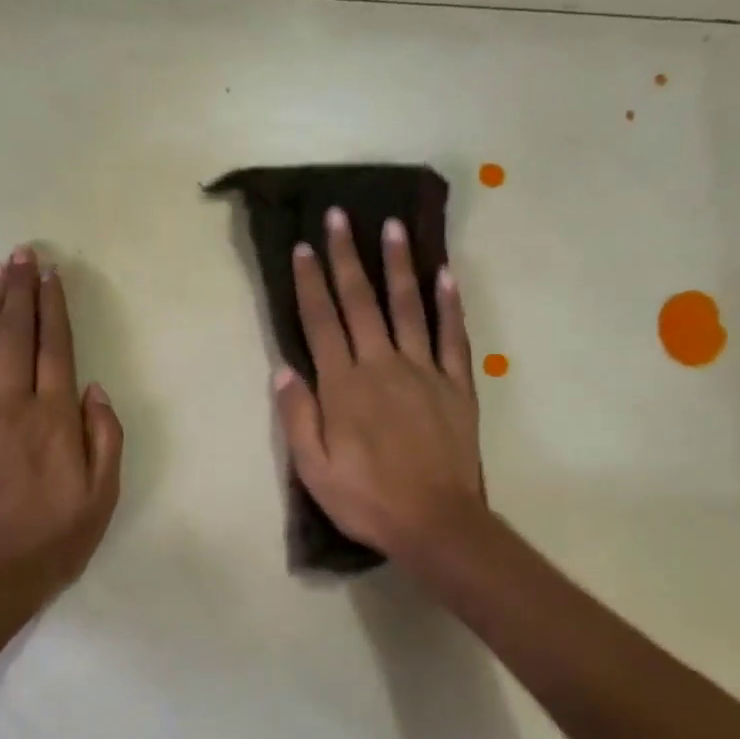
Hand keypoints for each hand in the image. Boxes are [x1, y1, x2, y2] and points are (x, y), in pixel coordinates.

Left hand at [0, 246, 123, 595]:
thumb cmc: (56, 539)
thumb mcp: (103, 496)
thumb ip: (104, 438)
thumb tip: (94, 389)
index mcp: (54, 419)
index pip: (55, 348)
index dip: (53, 307)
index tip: (50, 274)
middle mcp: (12, 407)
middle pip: (16, 337)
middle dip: (19, 292)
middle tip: (20, 254)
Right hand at [273, 209, 487, 567]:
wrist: (435, 522)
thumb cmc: (366, 499)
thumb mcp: (313, 469)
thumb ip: (298, 417)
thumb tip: (283, 370)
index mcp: (344, 386)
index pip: (321, 323)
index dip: (309, 283)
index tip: (302, 247)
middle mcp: (382, 366)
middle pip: (361, 302)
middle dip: (347, 257)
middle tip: (339, 216)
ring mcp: (424, 372)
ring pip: (408, 307)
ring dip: (398, 265)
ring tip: (392, 227)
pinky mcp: (456, 386)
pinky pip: (452, 337)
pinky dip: (449, 305)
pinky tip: (445, 275)